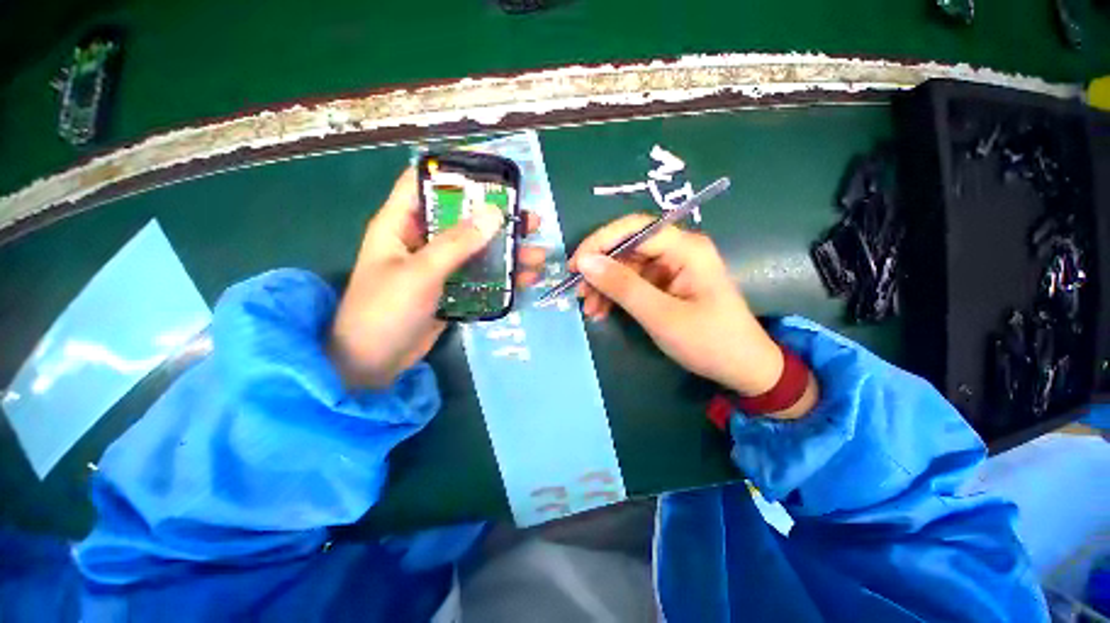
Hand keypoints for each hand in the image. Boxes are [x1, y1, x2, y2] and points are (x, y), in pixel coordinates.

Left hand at [329, 168, 543, 388]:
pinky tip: (525, 279)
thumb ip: (456, 244)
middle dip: (497, 219)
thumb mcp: (420, 273)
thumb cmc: (385, 311)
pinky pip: (480, 276)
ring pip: (478, 250)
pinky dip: (502, 277)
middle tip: (530, 221)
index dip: (455, 172)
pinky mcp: (451, 289)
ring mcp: (439, 267)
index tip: (493, 174)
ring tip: (537, 254)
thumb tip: (494, 213)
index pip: (424, 182)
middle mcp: (421, 240)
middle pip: (463, 219)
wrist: (374, 363)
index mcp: (401, 224)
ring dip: (507, 252)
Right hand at [569, 214, 816, 417]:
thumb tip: (585, 262)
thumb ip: (622, 286)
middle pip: (627, 247)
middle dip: (600, 270)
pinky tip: (602, 311)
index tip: (576, 266)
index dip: (600, 241)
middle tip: (578, 293)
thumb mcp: (661, 316)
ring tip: (589, 309)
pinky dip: (615, 296)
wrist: (743, 369)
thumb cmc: (708, 342)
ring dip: (604, 286)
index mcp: (685, 248)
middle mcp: (678, 251)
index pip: (634, 228)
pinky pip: (633, 283)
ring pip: (626, 267)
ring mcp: (672, 268)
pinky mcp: (666, 285)